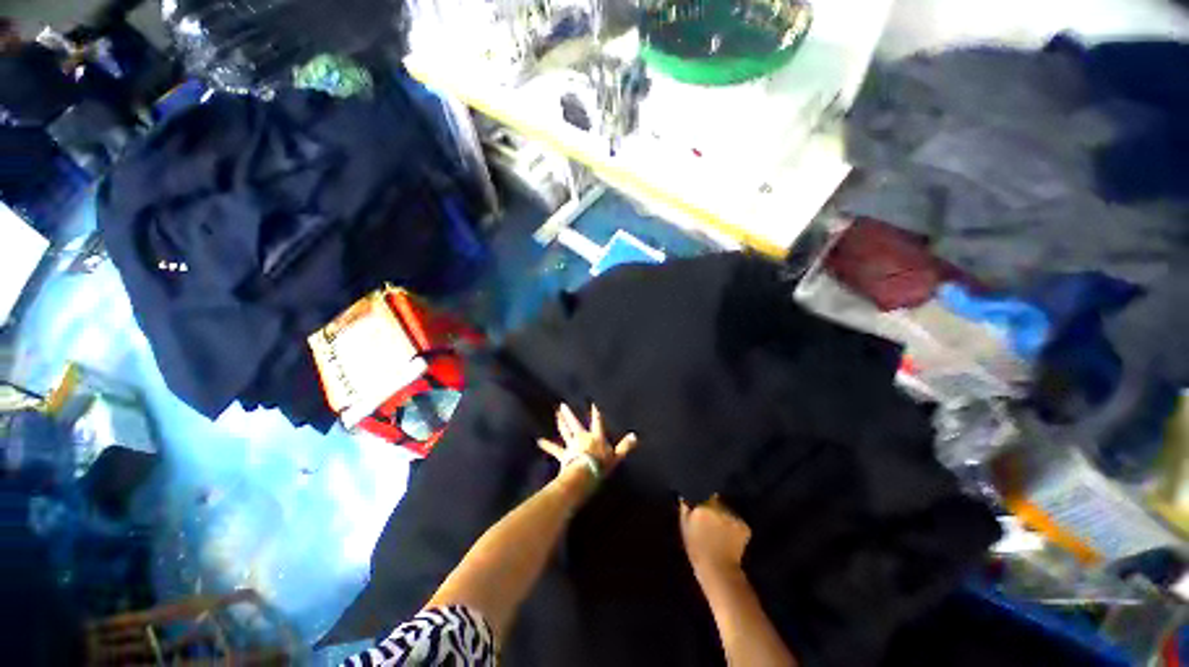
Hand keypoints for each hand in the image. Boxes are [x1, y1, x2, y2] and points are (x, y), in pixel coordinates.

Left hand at [537, 403, 636, 480]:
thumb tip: (635, 436)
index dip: (595, 412)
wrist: (585, 473)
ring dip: (561, 423)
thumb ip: (625, 446)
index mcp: (596, 437)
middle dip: (569, 414)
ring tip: (556, 415)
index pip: (597, 422)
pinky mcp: (564, 455)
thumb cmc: (601, 465)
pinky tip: (539, 440)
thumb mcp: (617, 456)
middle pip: (575, 423)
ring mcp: (572, 445)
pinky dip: (547, 445)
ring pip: (565, 432)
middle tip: (563, 405)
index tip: (592, 402)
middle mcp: (582, 438)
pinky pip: (554, 449)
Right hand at [679, 498, 752, 573]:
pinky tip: (732, 537)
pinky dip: (736, 527)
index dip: (703, 499)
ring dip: (726, 516)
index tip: (702, 506)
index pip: (704, 494)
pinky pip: (738, 522)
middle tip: (713, 519)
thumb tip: (684, 495)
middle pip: (718, 500)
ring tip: (723, 530)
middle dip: (716, 506)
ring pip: (728, 510)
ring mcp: (732, 516)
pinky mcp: (744, 526)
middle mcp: (718, 507)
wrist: (718, 571)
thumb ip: (684, 509)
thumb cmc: (697, 549)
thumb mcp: (685, 528)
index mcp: (702, 507)